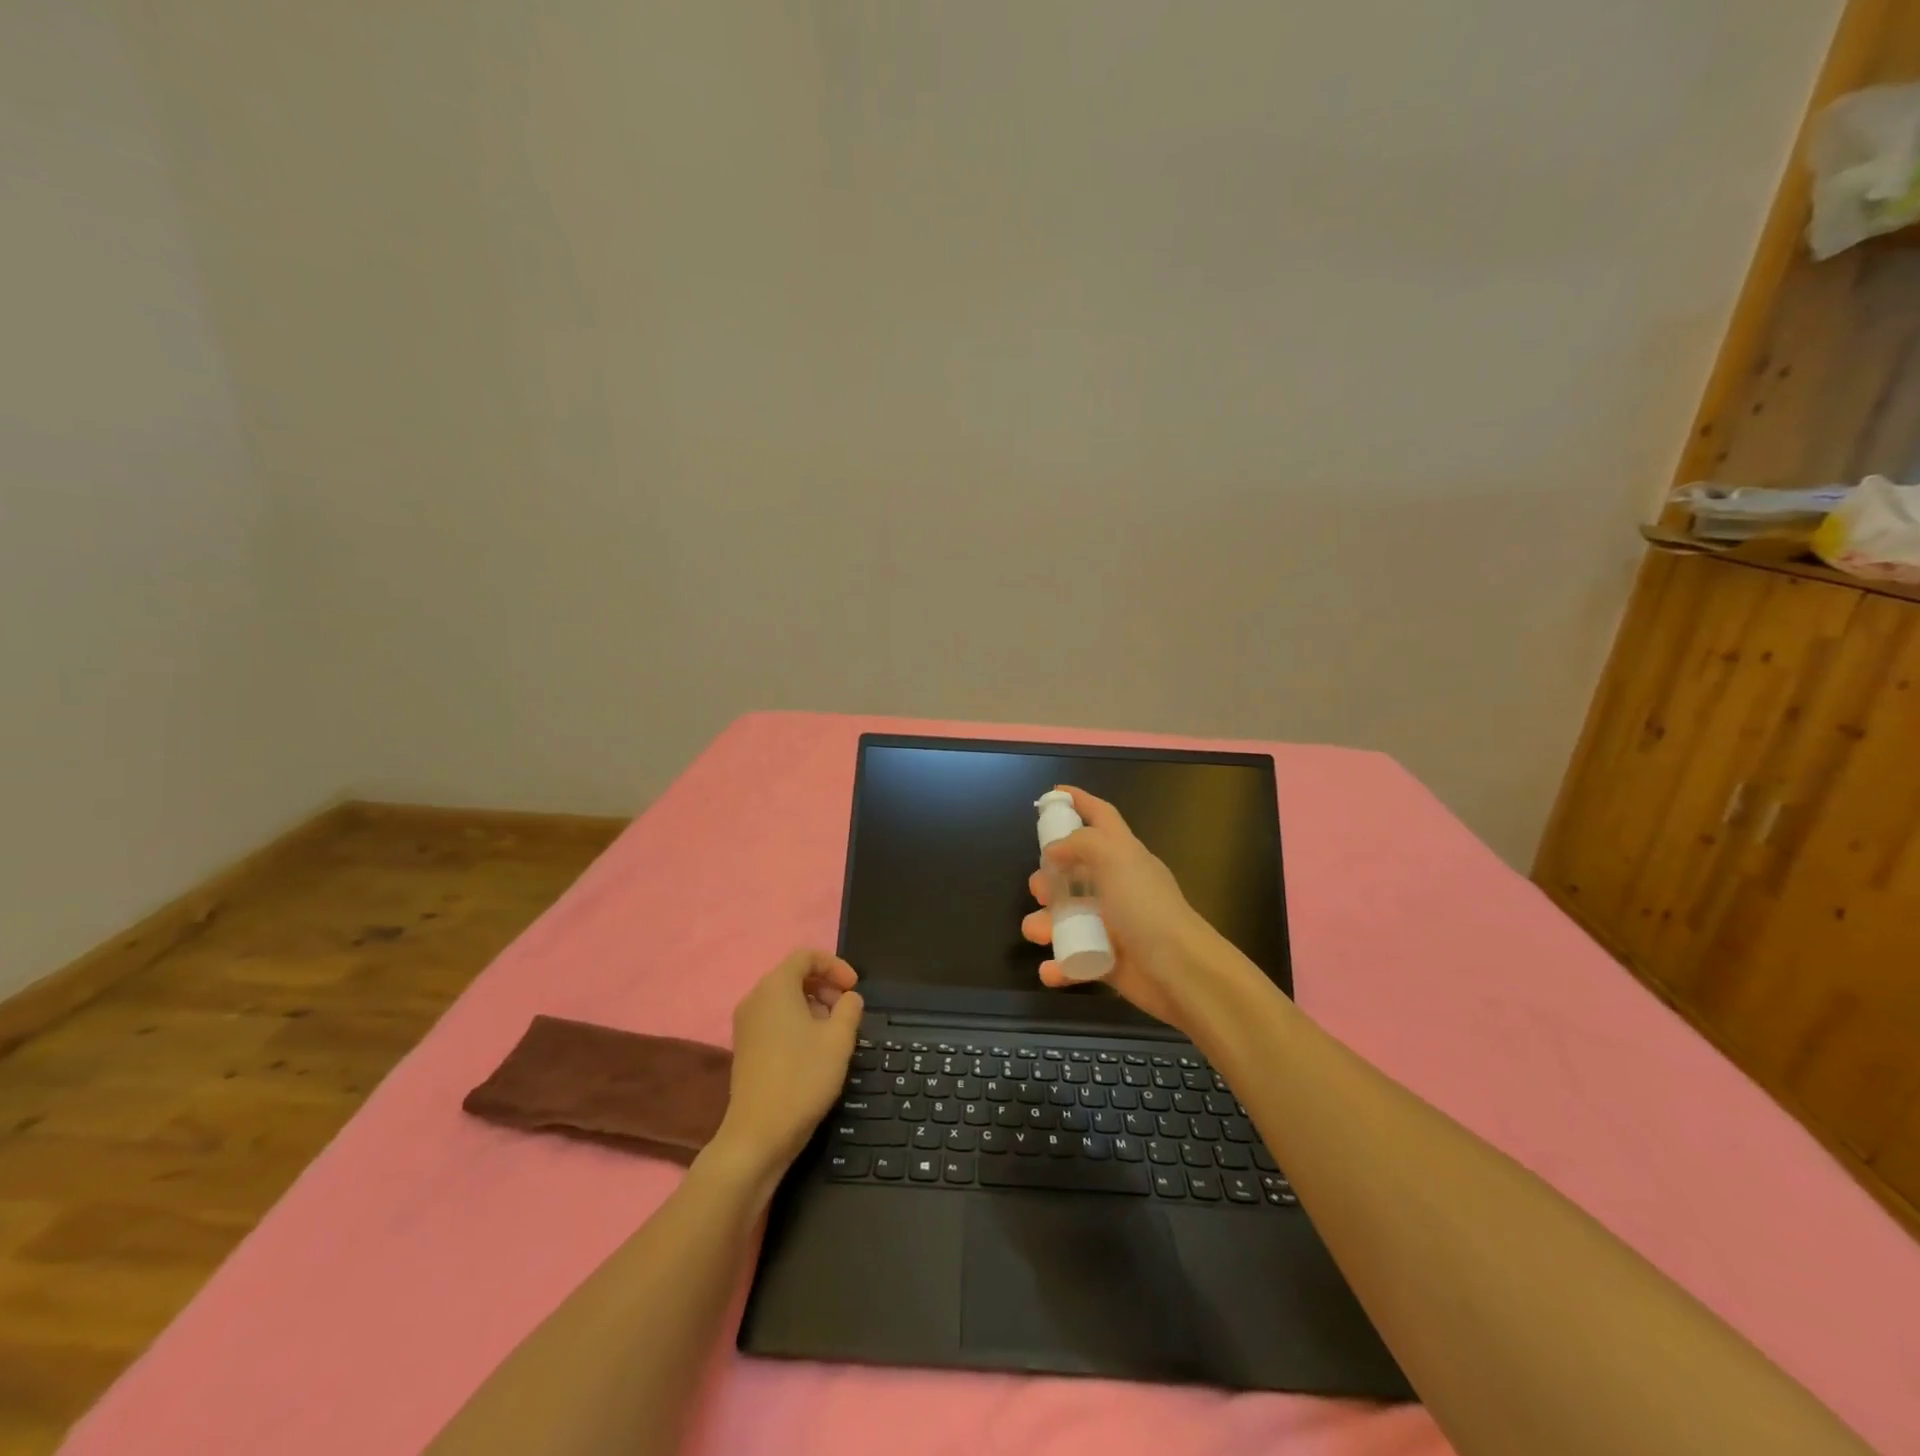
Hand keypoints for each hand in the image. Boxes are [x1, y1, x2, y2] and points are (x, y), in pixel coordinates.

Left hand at [706, 949, 862, 1186]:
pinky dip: (796, 1021)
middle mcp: (755, 998)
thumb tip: (848, 998)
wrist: (758, 1134)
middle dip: (825, 985)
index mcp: (775, 987)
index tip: (854, 988)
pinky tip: (813, 1049)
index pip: (806, 956)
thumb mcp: (839, 1039)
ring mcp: (746, 1024)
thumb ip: (849, 1008)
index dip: (835, 965)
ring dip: (813, 1005)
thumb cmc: (802, 1078)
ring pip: (784, 998)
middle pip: (793, 975)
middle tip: (847, 1009)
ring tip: (834, 1031)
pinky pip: (774, 1018)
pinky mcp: (745, 1047)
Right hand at [1021, 786, 1249, 1034]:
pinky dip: (1058, 964)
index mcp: (1123, 854)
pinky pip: (1074, 959)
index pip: (1100, 816)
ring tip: (1037, 931)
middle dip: (1049, 877)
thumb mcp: (1115, 858)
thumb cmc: (1146, 907)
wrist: (1181, 970)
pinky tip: (1050, 968)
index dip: (1078, 801)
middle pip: (1074, 871)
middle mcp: (1117, 885)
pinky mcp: (1108, 960)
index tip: (1051, 795)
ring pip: (1067, 917)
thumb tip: (1054, 850)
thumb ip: (1081, 843)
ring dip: (1045, 924)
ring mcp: (1112, 924)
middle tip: (1039, 889)